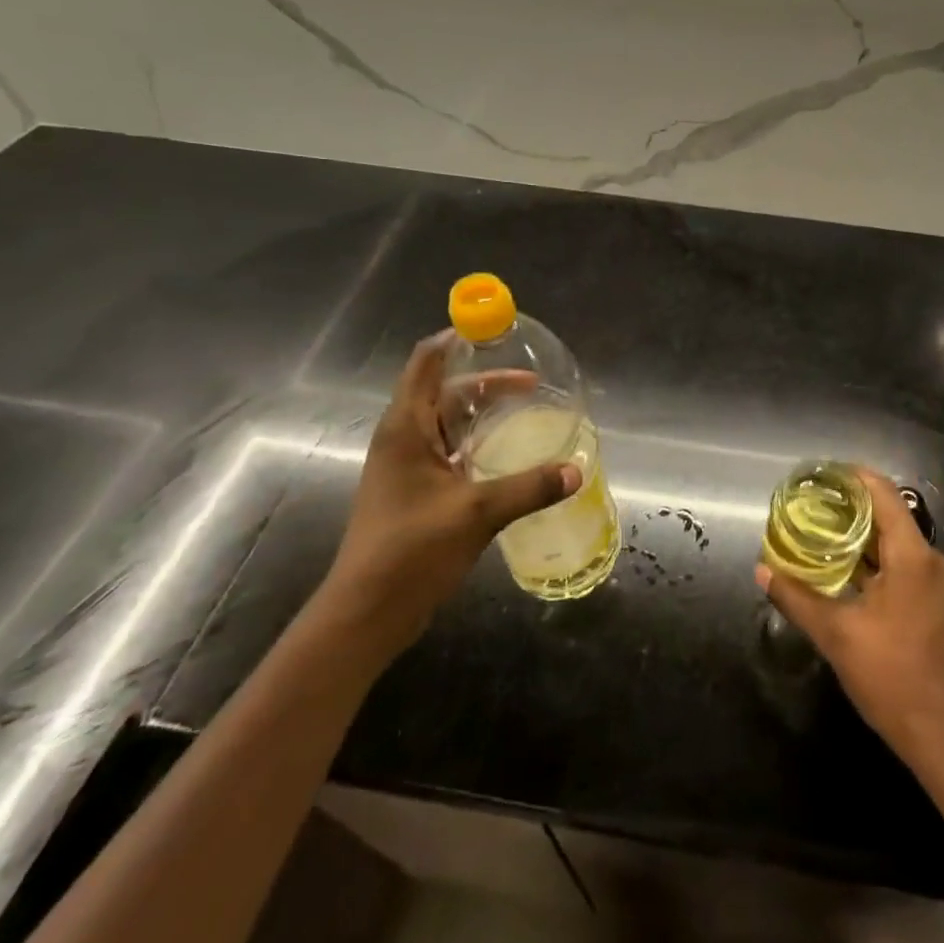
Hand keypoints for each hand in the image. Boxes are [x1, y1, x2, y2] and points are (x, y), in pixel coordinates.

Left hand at [316, 332, 576, 662]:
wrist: (366, 613)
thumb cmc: (410, 552)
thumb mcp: (476, 513)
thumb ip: (529, 487)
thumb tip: (577, 469)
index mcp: (407, 427)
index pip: (427, 361)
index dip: (457, 338)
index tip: (495, 329)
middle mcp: (405, 437)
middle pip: (445, 389)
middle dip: (486, 378)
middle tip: (533, 378)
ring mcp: (409, 464)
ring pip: (450, 420)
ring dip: (484, 410)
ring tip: (527, 406)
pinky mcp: (417, 489)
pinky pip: (452, 447)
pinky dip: (479, 438)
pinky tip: (508, 450)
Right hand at [756, 467, 943, 763]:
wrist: (942, 734)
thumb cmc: (891, 676)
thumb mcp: (836, 634)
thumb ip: (797, 596)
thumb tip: (762, 569)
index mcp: (912, 556)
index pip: (883, 494)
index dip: (852, 476)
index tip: (820, 473)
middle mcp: (929, 559)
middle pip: (887, 514)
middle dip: (848, 506)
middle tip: (809, 502)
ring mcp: (934, 582)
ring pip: (892, 541)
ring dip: (858, 534)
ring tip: (817, 529)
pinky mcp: (932, 602)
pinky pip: (899, 563)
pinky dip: (870, 558)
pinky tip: (840, 567)